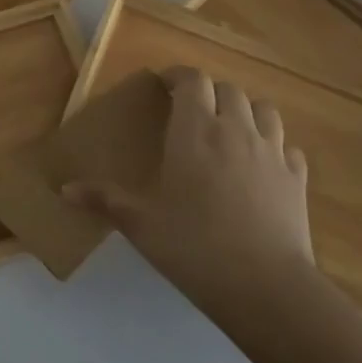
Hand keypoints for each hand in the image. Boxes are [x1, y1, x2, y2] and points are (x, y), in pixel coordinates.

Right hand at [68, 67, 315, 312]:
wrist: (265, 286)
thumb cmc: (193, 245)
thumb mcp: (139, 223)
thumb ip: (103, 199)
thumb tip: (64, 189)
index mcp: (195, 130)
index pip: (192, 80)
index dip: (178, 76)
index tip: (164, 85)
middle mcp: (235, 129)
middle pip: (227, 90)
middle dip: (209, 93)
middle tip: (191, 112)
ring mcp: (273, 152)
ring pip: (264, 110)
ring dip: (245, 112)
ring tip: (229, 130)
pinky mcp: (297, 178)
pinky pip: (288, 146)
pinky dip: (274, 146)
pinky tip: (261, 165)